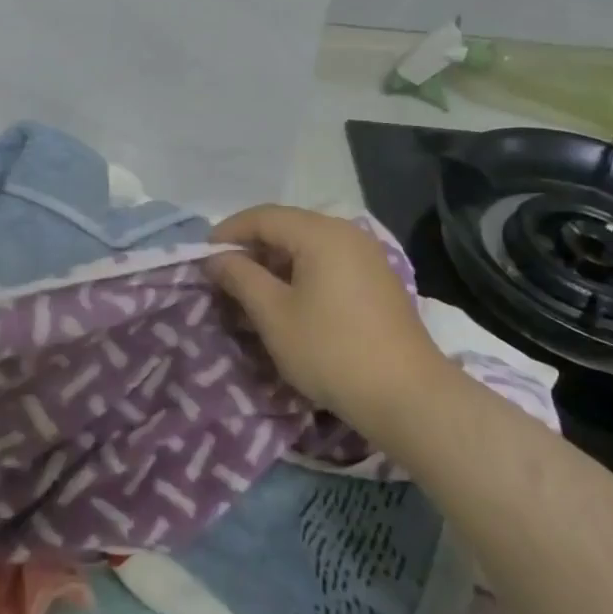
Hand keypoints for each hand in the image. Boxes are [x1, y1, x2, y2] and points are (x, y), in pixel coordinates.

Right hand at [208, 205, 450, 434]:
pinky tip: (288, 302)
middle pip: (286, 227)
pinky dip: (301, 274)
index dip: (228, 232)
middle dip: (251, 248)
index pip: (263, 216)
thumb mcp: (274, 315)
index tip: (203, 256)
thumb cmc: (332, 351)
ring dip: (275, 263)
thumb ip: (240, 278)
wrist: (409, 397)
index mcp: (320, 232)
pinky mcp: (377, 280)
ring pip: (307, 246)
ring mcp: (367, 255)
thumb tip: (215, 258)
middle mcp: (346, 233)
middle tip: (224, 276)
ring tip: (251, 292)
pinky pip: (328, 262)